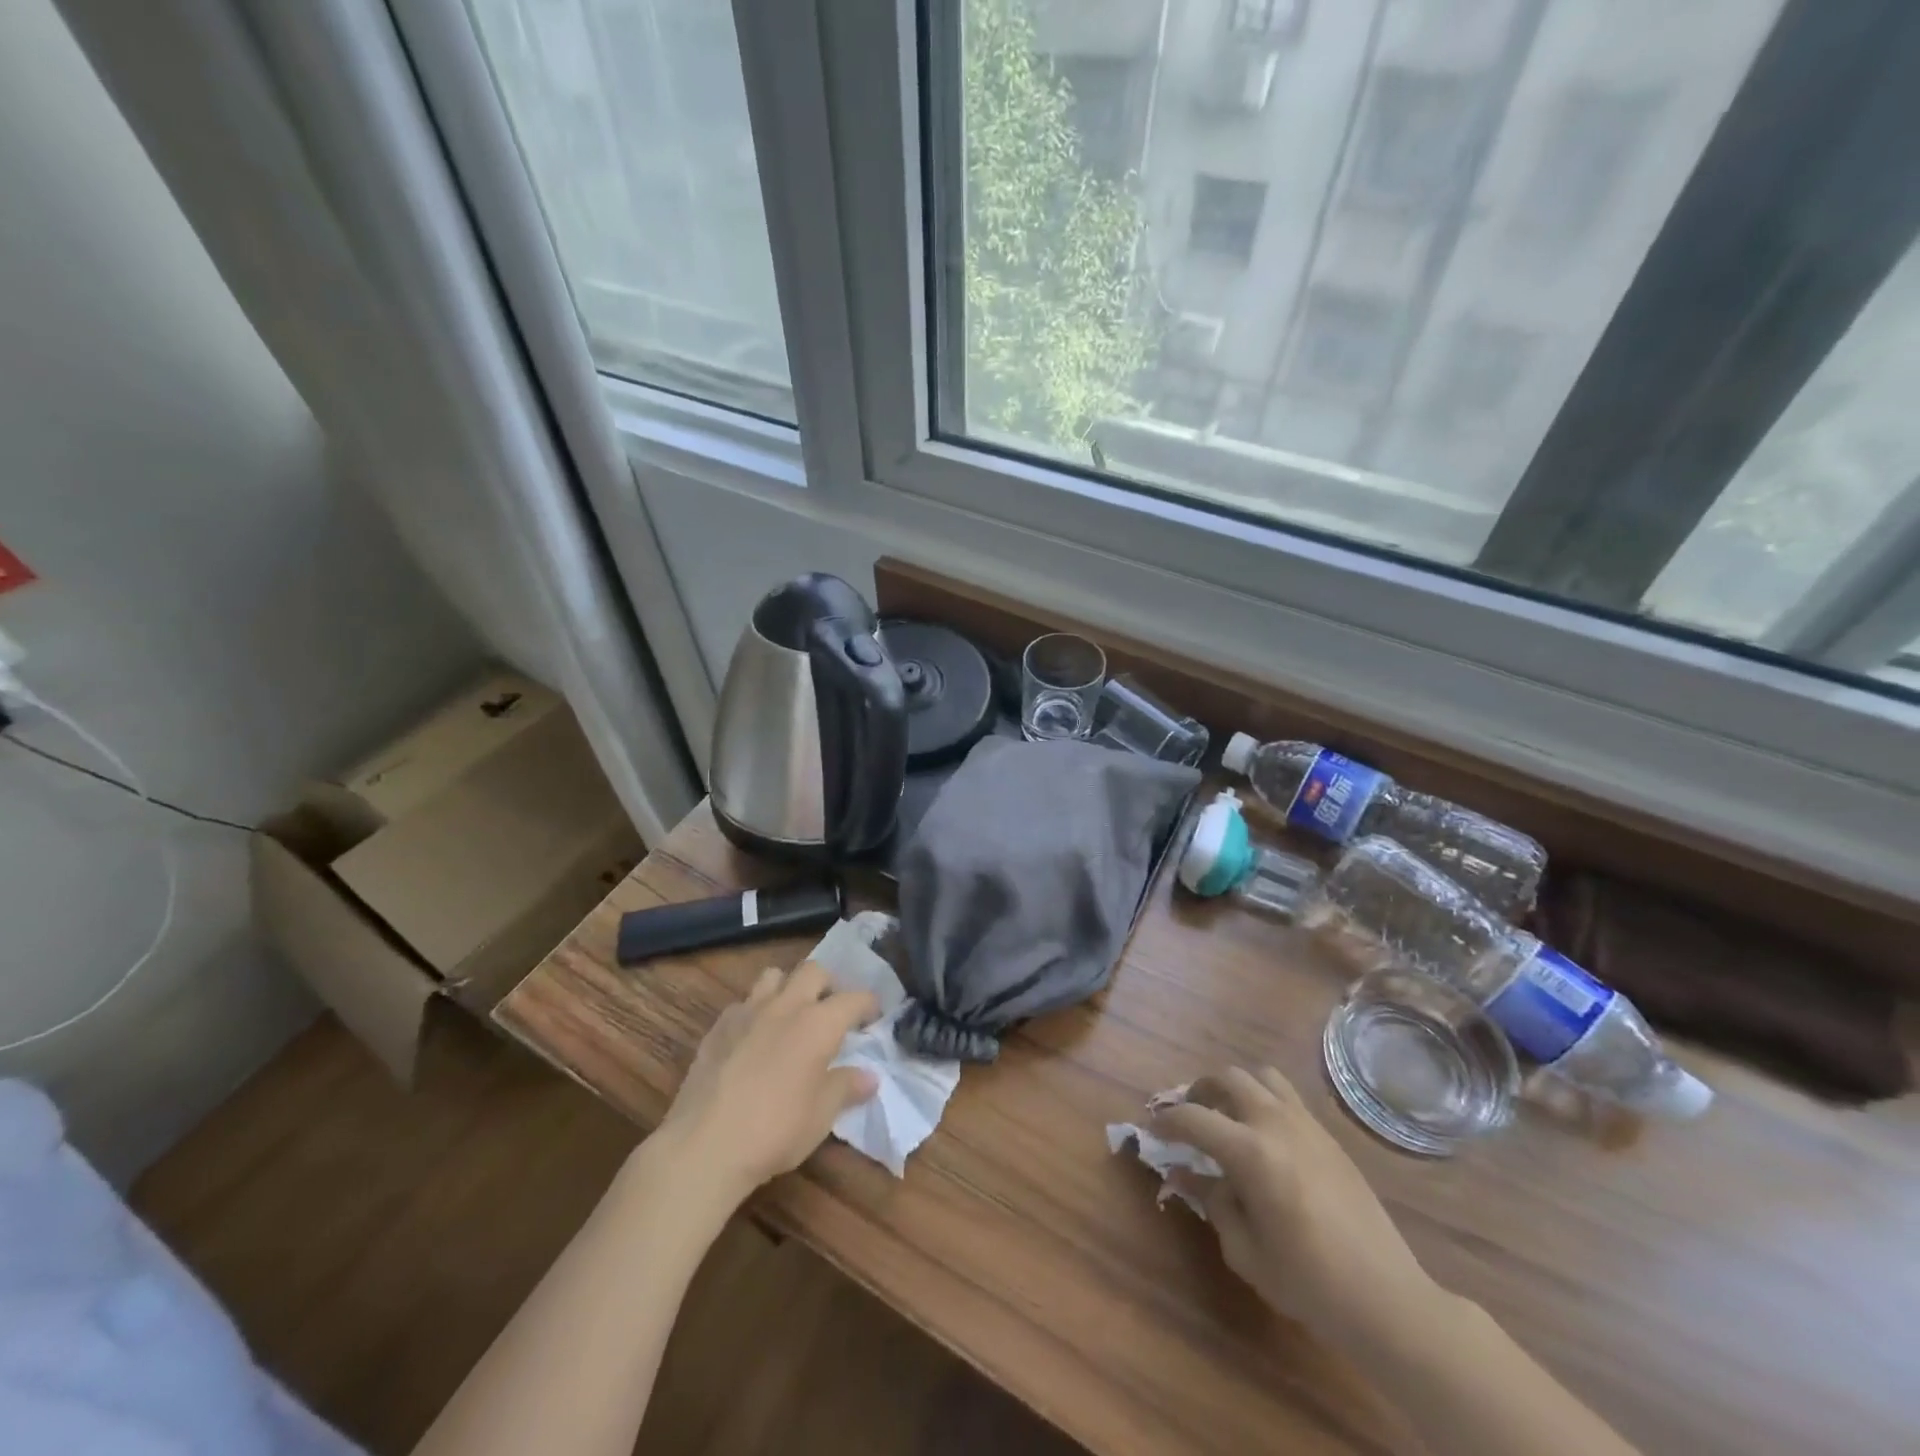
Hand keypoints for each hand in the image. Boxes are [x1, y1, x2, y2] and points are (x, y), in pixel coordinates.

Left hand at [653, 961, 879, 1210]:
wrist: (705, 1145)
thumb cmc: (776, 1130)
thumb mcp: (822, 1115)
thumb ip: (846, 1087)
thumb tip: (869, 1077)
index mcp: (818, 1024)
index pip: (853, 999)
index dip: (868, 1004)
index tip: (874, 1014)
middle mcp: (786, 1006)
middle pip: (813, 971)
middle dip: (828, 984)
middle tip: (831, 1010)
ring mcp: (747, 1012)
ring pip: (773, 976)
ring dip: (788, 987)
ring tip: (791, 1014)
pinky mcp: (718, 1027)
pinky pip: (742, 1003)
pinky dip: (754, 1011)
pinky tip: (752, 1038)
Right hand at [1154, 1066, 1438, 1349]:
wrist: (1387, 1299)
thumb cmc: (1309, 1283)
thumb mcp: (1245, 1251)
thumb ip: (1212, 1202)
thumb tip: (1188, 1173)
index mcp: (1250, 1152)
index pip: (1193, 1118)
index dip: (1166, 1121)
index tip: (1153, 1129)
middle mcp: (1276, 1123)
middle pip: (1228, 1077)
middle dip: (1199, 1090)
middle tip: (1189, 1115)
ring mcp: (1307, 1124)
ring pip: (1261, 1076)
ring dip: (1236, 1087)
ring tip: (1227, 1114)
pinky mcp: (1328, 1136)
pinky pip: (1287, 1097)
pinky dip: (1264, 1100)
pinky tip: (1264, 1136)